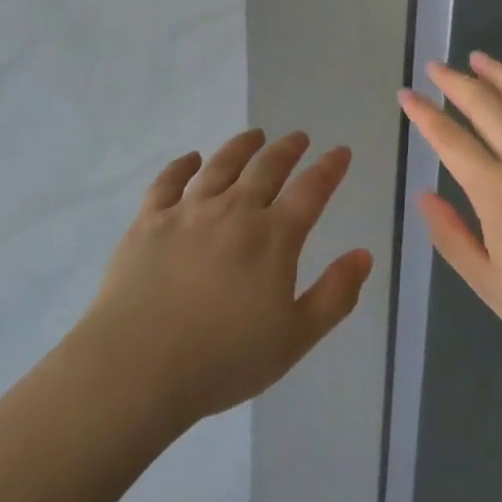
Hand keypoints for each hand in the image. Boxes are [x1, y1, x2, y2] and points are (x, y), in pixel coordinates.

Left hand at [83, 130, 373, 429]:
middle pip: (267, 167)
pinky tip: (190, 159)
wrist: (137, 366)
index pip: (311, 191)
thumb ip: (334, 295)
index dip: (329, 168)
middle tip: (299, 137)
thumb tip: (364, 255)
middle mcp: (234, 211)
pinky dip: (182, 165)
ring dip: (242, 146)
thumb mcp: (294, 339)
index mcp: (273, 237)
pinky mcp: (149, 220)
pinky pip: (168, 181)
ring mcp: (188, 211)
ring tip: (255, 135)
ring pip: (221, 165)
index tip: (340, 152)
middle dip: (288, 149)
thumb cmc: (223, 359)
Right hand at [399, 53, 501, 379]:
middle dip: (456, 83)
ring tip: (479, 58)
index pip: (450, 141)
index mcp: (498, 193)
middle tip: (436, 66)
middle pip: (487, 107)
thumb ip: (452, 238)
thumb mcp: (492, 287)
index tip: (407, 95)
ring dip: (501, 74)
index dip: (425, 114)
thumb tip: (424, 196)